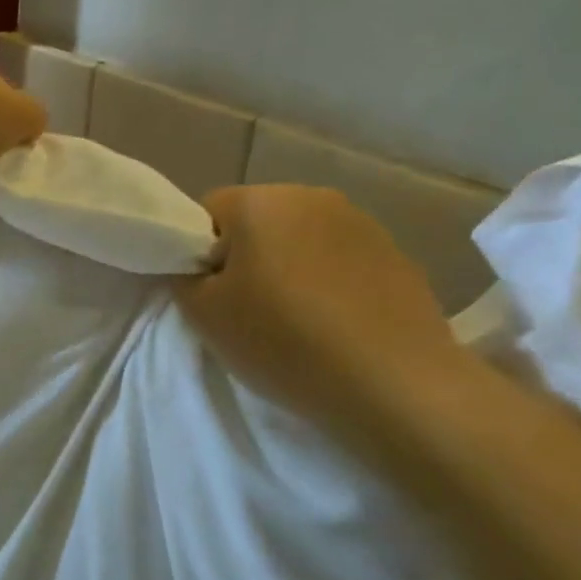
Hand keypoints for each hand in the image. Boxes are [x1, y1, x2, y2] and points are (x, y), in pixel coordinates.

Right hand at [176, 185, 472, 439]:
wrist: (394, 383)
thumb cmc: (283, 341)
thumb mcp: (203, 315)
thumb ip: (184, 278)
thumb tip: (198, 265)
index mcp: (261, 202)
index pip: (207, 211)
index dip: (197, 252)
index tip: (209, 294)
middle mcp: (312, 196)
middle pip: (256, 220)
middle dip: (244, 256)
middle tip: (244, 309)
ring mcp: (361, 222)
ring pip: (300, 239)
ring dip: (288, 268)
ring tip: (293, 320)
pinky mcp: (396, 254)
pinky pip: (339, 260)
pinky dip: (327, 283)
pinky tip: (333, 325)